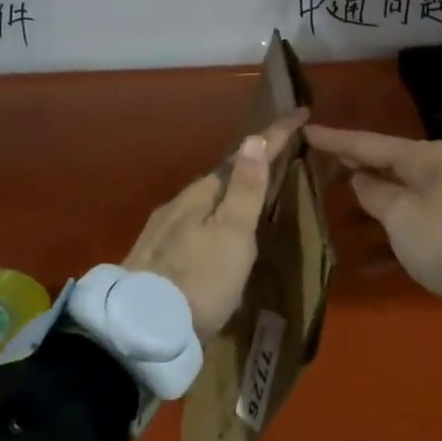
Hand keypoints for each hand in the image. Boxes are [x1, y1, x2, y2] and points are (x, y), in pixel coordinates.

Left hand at [124, 112, 307, 340]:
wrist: (141, 328)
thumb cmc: (200, 281)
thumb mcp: (232, 236)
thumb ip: (245, 190)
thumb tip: (255, 138)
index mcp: (202, 194)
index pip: (244, 155)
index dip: (274, 135)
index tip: (300, 112)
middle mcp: (179, 203)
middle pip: (221, 175)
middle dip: (250, 161)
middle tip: (278, 153)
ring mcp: (163, 228)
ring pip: (204, 198)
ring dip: (230, 188)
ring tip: (252, 190)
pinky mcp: (154, 253)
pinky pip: (191, 219)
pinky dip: (212, 212)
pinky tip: (214, 228)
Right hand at [305, 126, 441, 322]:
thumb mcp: (400, 214)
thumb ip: (373, 194)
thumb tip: (360, 179)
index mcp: (425, 157)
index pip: (368, 143)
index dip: (334, 140)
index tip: (305, 131)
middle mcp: (440, 172)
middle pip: (385, 168)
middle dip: (351, 173)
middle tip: (314, 171)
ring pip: (398, 201)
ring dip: (369, 213)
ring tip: (332, 219)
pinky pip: (414, 230)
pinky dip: (391, 242)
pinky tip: (365, 264)